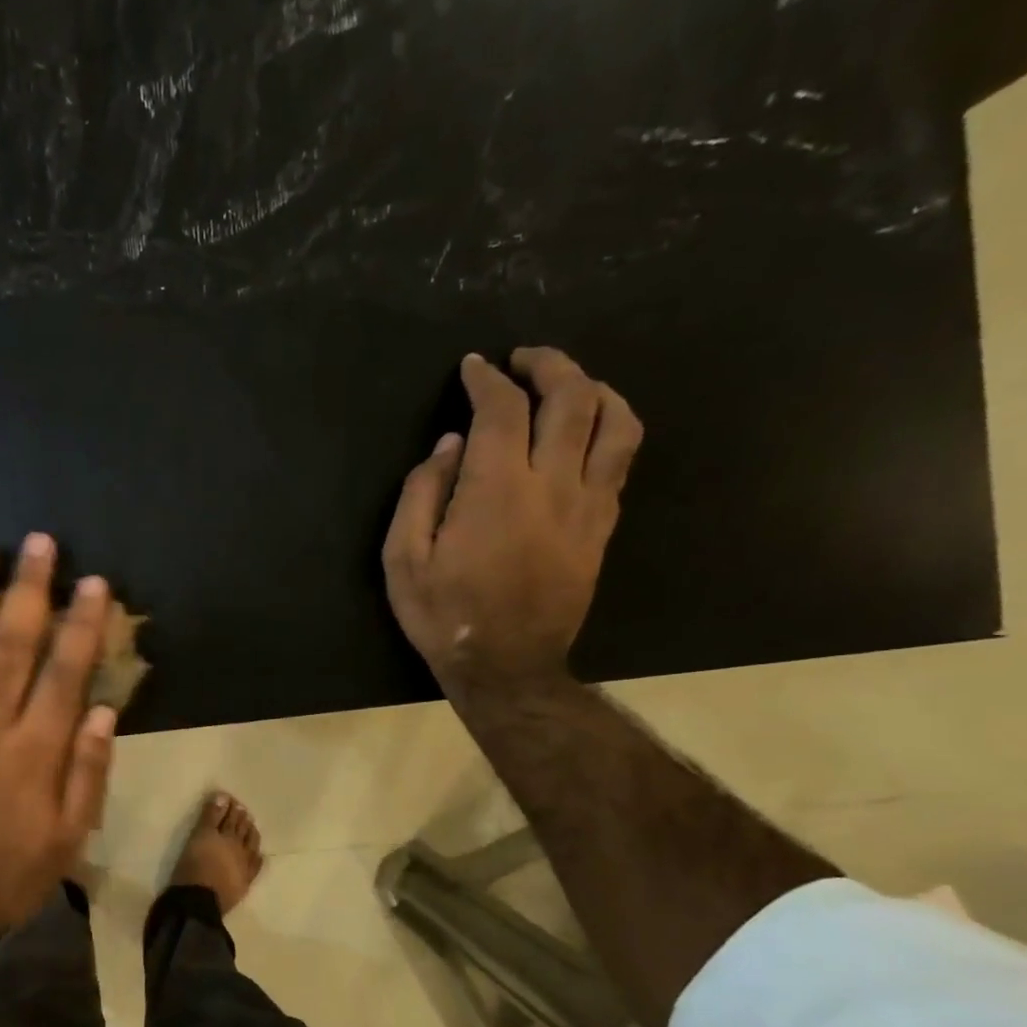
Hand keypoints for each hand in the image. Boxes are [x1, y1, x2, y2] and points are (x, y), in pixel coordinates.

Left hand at [0, 535, 115, 953]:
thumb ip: (87, 773)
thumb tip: (102, 709)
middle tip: (39, 543)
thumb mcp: (67, 839)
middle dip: (28, 592)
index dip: (80, 625)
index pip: (64, 674)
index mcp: (33, 753)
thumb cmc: (6, 876)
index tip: (92, 583)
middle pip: (11, 648)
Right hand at [383, 347, 642, 684]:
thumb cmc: (444, 615)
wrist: (506, 666)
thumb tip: (450, 446)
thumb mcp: (403, 560)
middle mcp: (552, 484)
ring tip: (568, 383)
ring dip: (594, 387)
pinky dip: (612, 427)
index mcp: (496, 490)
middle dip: (547, 364)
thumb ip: (422, 494)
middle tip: (521, 360)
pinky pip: (623, 460)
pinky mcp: (603, 526)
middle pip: (571, 398)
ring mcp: (588, 504)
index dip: (487, 379)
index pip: (502, 409)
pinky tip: (591, 428)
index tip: (473, 367)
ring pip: (615, 421)